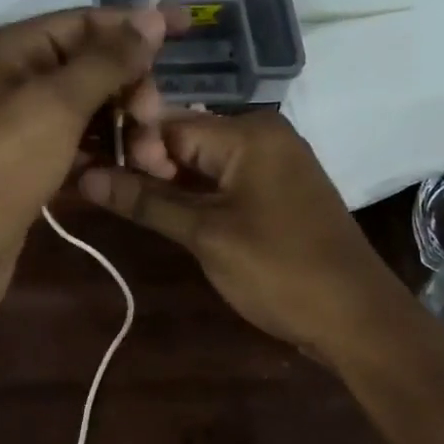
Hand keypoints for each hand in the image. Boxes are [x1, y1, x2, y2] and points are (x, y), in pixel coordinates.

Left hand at [0, 7, 178, 333]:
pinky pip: (76, 144)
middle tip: (155, 124)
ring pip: (87, 109)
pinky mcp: (26, 165)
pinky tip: (131, 170)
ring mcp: (17, 125)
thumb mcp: (55, 105)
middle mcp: (11, 79)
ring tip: (153, 159)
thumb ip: (107, 61)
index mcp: (9, 50)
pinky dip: (104, 152)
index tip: (190, 30)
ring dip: (124, 127)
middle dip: (131, 90)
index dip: (136, 25)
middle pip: (89, 67)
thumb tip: (153, 17)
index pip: (84, 22)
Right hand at [76, 112, 407, 355]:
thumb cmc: (280, 270)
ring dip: (169, 184)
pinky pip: (226, 179)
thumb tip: (85, 176)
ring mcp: (274, 161)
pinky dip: (197, 195)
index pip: (169, 124)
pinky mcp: (278, 189)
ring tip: (126, 203)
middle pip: (186, 139)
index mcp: (248, 131)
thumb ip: (146, 201)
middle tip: (105, 193)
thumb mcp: (205, 235)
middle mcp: (262, 133)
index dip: (132, 150)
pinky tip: (167, 213)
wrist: (358, 319)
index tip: (97, 177)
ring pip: (204, 161)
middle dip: (147, 166)